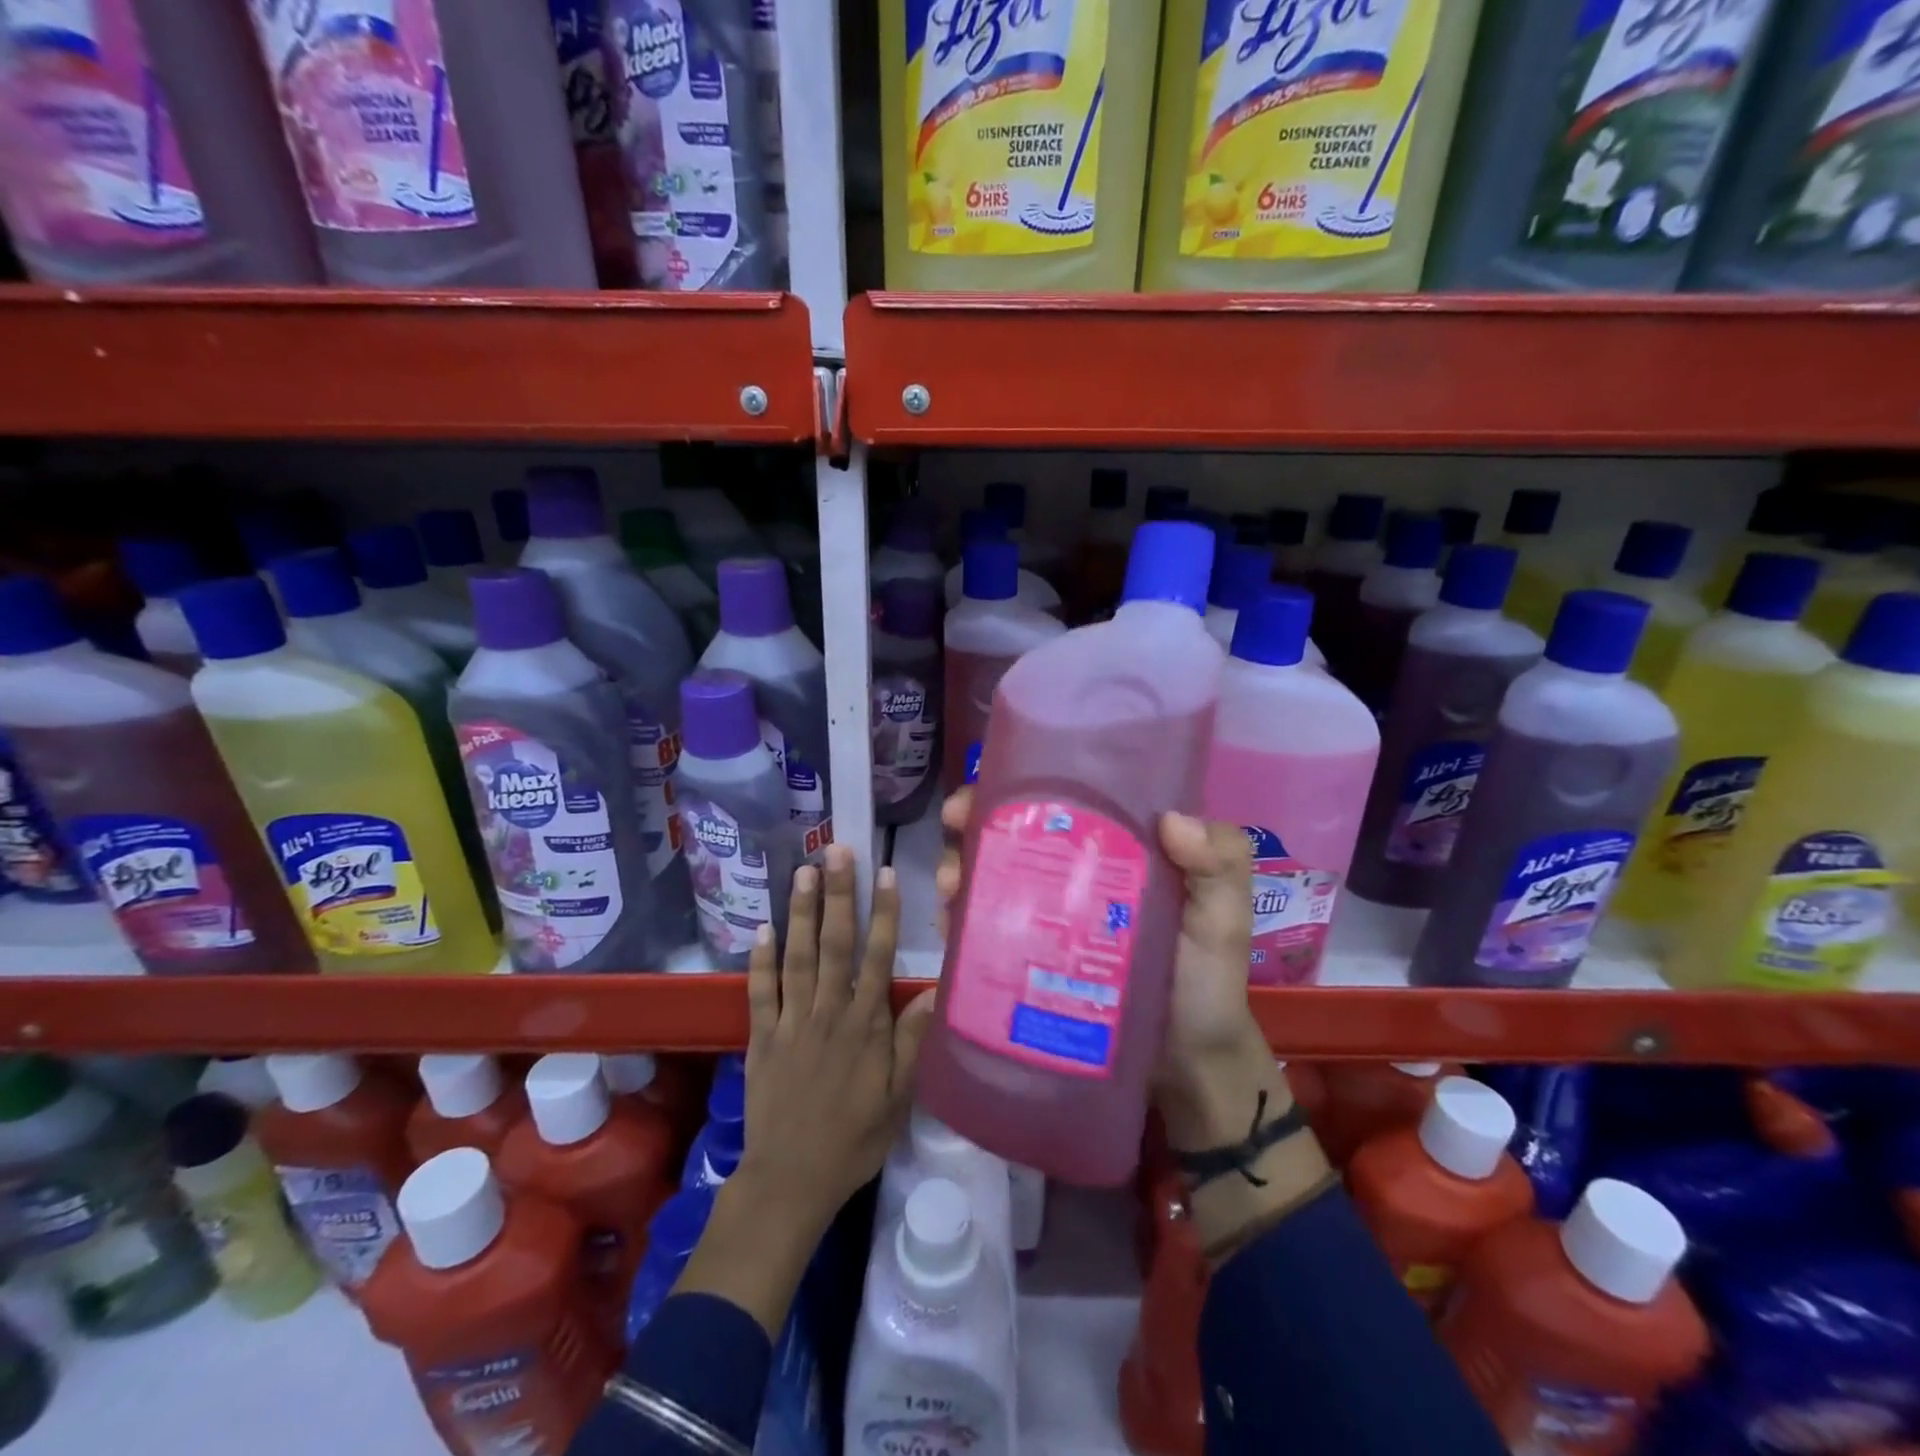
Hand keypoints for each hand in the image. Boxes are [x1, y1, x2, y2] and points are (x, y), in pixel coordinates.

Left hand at [739, 843, 932, 1237]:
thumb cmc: (853, 1140)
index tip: (883, 873)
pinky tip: (761, 927)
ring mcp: (791, 1021)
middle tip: (837, 851)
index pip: (877, 957)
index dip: (883, 913)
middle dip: (837, 895)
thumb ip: (912, 1043)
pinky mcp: (761, 1037)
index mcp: (865, 1025)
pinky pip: (760, 991)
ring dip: (800, 912)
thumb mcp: (898, 1099)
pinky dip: (759, 959)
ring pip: (797, 956)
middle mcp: (828, 1012)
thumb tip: (933, 992)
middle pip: (834, 944)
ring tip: (803, 871)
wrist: (790, 1181)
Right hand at [933, 790, 1269, 1116]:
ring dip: (959, 867)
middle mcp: (1073, 874)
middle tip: (954, 825)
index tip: (988, 783)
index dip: (1022, 783)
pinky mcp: (1027, 961)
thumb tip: (1171, 818)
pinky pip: (985, 930)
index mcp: (1115, 848)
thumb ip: (1220, 865)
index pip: (1064, 800)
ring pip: (991, 876)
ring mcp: (1045, 918)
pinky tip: (949, 923)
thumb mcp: (1224, 918)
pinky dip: (960, 919)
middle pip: (1013, 832)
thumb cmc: (1207, 983)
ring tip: (951, 884)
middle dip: (974, 821)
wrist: (1187, 1069)